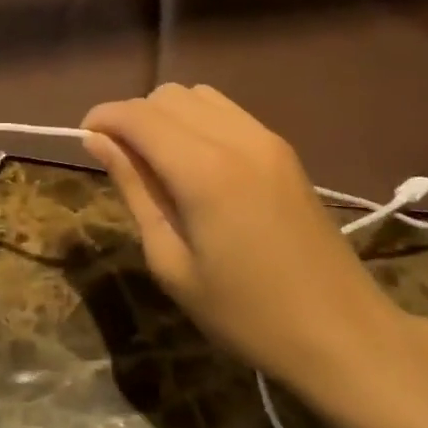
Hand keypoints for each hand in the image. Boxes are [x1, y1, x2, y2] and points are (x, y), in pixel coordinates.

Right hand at [82, 84, 417, 401]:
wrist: (342, 333)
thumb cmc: (246, 313)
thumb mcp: (172, 263)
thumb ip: (134, 190)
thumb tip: (98, 142)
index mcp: (203, 170)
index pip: (137, 115)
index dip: (103, 118)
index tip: (84, 140)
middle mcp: (234, 137)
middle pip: (164, 96)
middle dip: (132, 117)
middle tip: (120, 161)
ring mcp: (264, 138)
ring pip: (196, 94)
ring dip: (165, 114)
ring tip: (157, 160)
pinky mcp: (282, 147)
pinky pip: (225, 110)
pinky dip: (197, 119)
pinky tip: (195, 161)